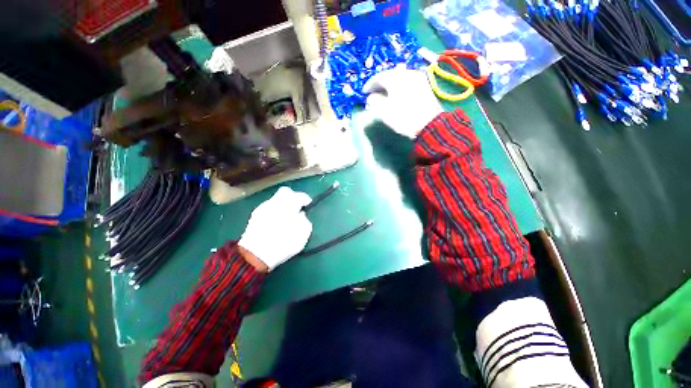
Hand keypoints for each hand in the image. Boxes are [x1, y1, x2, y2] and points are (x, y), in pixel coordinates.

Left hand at [238, 187, 312, 270]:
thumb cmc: (282, 246)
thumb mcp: (301, 237)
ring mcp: (264, 208)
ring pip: (276, 198)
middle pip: (285, 191)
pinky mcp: (256, 213)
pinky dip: (275, 208)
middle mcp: (275, 204)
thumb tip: (301, 214)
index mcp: (288, 209)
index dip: (305, 198)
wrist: (255, 256)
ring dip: (284, 202)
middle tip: (297, 204)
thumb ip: (305, 222)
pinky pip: (269, 205)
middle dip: (293, 196)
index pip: (299, 196)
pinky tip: (276, 218)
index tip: (308, 204)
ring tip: (287, 213)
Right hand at [363, 67, 442, 137]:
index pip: (378, 77)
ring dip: (390, 85)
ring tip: (386, 94)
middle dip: (380, 84)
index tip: (364, 93)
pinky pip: (408, 82)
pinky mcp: (425, 84)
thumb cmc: (403, 117)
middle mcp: (406, 73)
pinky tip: (398, 94)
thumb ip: (373, 101)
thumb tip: (371, 97)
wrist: (429, 124)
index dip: (369, 85)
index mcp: (394, 78)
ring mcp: (418, 77)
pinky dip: (400, 86)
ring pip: (399, 78)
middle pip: (389, 75)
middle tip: (374, 93)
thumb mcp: (383, 111)